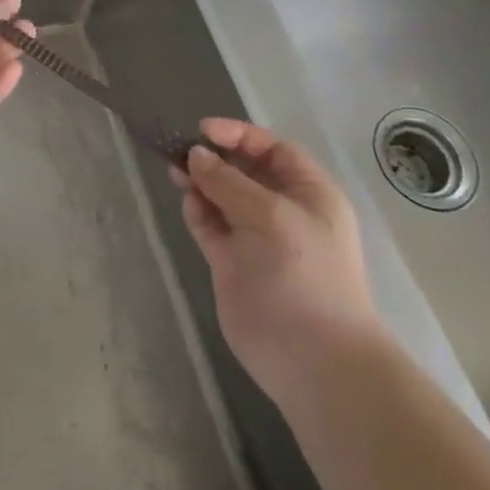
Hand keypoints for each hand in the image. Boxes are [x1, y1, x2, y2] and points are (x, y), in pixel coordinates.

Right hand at [171, 118, 380, 400]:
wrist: (312, 359)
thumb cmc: (303, 273)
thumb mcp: (270, 214)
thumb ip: (228, 181)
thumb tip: (196, 155)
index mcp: (308, 193)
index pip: (271, 149)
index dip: (239, 135)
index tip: (202, 129)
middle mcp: (283, 211)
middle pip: (243, 171)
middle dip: (214, 158)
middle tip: (180, 151)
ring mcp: (256, 238)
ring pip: (222, 196)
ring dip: (200, 182)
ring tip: (176, 172)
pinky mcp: (232, 262)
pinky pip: (211, 225)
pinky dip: (198, 211)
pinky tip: (188, 202)